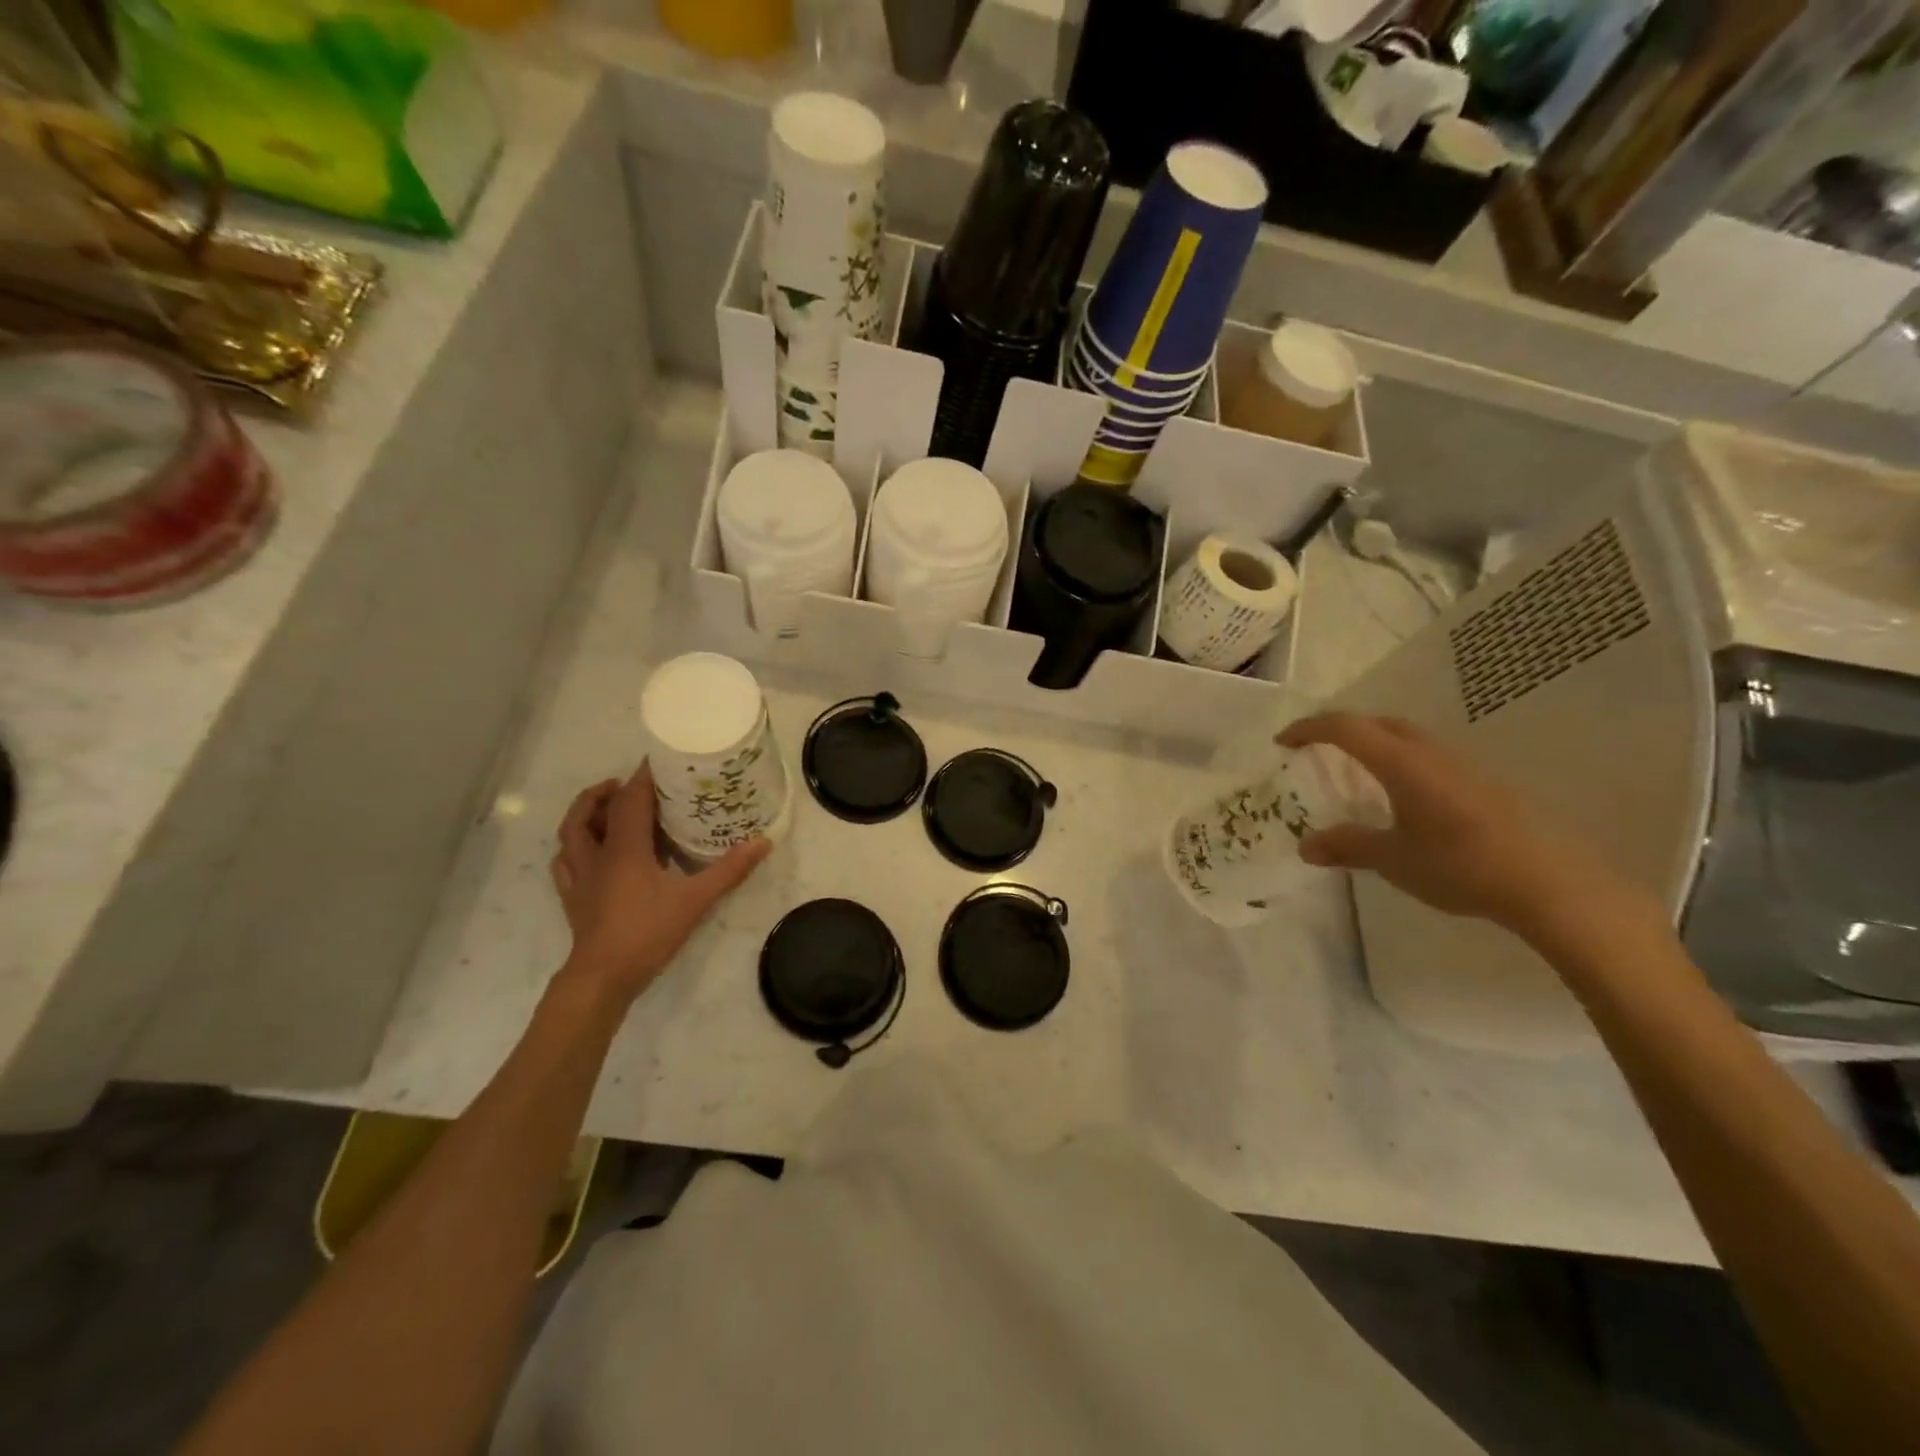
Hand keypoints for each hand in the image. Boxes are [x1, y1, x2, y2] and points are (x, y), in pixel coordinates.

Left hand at [549, 764, 769, 1002]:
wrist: (603, 976)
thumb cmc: (648, 932)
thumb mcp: (696, 900)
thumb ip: (729, 870)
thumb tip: (763, 842)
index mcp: (624, 849)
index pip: (629, 800)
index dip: (642, 778)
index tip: (657, 761)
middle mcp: (596, 855)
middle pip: (589, 811)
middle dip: (606, 791)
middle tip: (628, 784)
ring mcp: (579, 877)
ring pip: (569, 834)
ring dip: (584, 814)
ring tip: (605, 808)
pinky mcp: (572, 897)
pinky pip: (564, 862)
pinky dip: (573, 847)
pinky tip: (586, 851)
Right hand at [1279, 712, 1637, 933]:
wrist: (1549, 884)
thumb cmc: (1460, 865)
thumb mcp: (1393, 859)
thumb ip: (1348, 846)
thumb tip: (1306, 846)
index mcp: (1401, 763)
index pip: (1345, 728)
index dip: (1309, 729)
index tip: (1283, 742)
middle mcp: (1430, 754)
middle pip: (1379, 723)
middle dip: (1343, 729)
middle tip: (1318, 749)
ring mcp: (1462, 766)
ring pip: (1408, 738)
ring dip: (1376, 743)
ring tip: (1357, 771)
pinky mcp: (1483, 784)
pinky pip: (1429, 757)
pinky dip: (1402, 761)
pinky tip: (1404, 796)